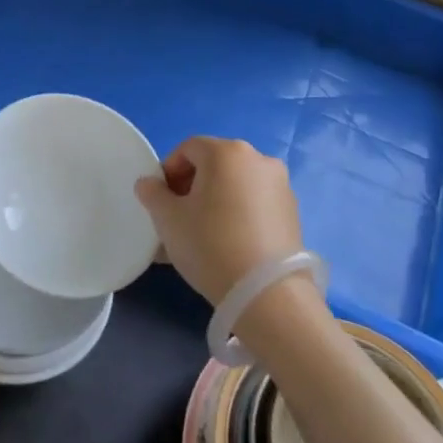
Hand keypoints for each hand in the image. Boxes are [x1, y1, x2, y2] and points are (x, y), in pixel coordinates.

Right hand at [135, 137, 302, 306]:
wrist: (267, 293)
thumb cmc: (210, 244)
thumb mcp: (168, 219)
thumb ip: (152, 194)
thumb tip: (149, 184)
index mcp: (227, 152)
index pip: (188, 148)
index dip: (169, 171)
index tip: (161, 200)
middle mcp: (258, 159)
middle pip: (214, 164)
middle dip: (192, 186)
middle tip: (179, 217)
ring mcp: (281, 185)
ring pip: (236, 185)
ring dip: (215, 200)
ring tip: (203, 235)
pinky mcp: (293, 212)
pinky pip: (255, 203)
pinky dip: (238, 214)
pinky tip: (228, 243)